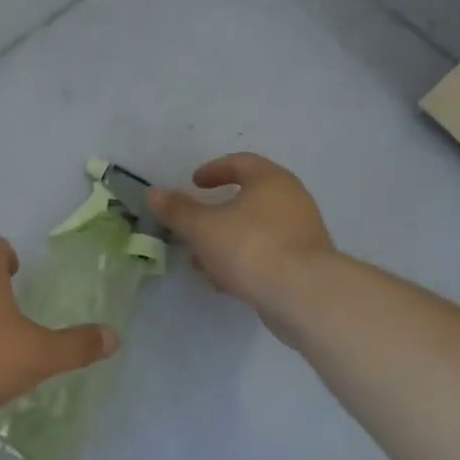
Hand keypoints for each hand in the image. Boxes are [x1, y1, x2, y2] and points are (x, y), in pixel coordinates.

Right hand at [148, 153, 336, 307]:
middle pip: (248, 198)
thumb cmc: (250, 247)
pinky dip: (243, 261)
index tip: (194, 183)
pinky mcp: (306, 265)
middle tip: (193, 224)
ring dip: (227, 241)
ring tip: (201, 260)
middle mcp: (292, 200)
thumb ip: (177, 210)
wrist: (304, 296)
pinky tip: (224, 281)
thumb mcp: (202, 227)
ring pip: (256, 230)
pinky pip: (267, 254)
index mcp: (271, 180)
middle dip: (216, 213)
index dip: (213, 170)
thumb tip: (154, 192)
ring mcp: (302, 234)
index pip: (241, 162)